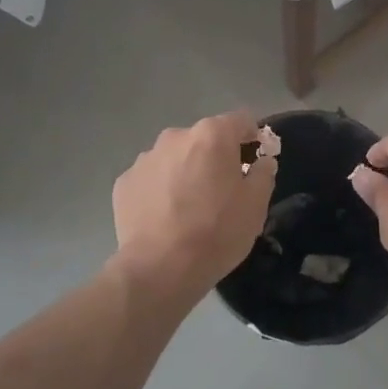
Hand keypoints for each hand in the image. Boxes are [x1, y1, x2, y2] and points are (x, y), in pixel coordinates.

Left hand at [112, 111, 274, 303]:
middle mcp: (176, 136)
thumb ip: (263, 174)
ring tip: (189, 208)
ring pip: (175, 158)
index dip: (252, 137)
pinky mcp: (124, 182)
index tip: (254, 161)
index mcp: (211, 135)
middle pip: (204, 139)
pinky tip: (164, 217)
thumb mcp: (255, 205)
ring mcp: (145, 158)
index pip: (241, 120)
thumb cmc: (216, 232)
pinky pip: (151, 178)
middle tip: (222, 191)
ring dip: (185, 172)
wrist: (159, 268)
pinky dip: (160, 190)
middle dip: (215, 157)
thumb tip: (262, 161)